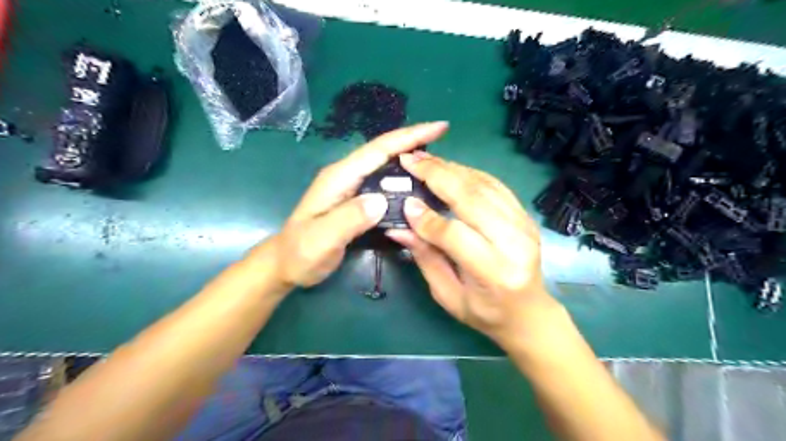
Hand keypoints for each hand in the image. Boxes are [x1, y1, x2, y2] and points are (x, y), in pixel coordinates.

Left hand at [261, 120, 448, 284]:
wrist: (286, 264)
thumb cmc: (301, 253)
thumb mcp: (321, 239)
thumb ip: (348, 219)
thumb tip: (382, 200)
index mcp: (340, 177)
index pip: (378, 150)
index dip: (409, 137)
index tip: (439, 128)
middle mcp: (347, 176)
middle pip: (385, 152)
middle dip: (415, 143)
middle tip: (445, 146)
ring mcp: (351, 188)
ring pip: (386, 167)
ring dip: (411, 161)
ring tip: (438, 165)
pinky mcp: (356, 200)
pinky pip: (384, 185)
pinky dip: (403, 181)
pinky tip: (417, 188)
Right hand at [387, 154, 558, 349]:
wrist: (529, 312)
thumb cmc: (485, 312)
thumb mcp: (448, 295)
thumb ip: (425, 258)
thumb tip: (398, 228)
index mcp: (494, 272)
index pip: (456, 235)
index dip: (427, 219)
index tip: (405, 203)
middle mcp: (514, 243)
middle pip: (472, 199)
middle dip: (438, 176)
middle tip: (410, 161)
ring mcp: (524, 225)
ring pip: (484, 186)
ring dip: (452, 169)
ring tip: (425, 159)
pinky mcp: (524, 215)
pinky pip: (495, 185)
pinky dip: (470, 173)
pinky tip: (450, 168)